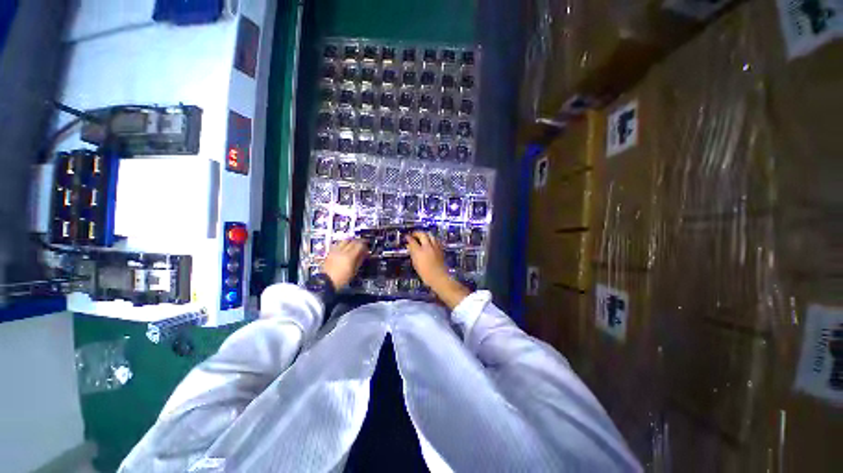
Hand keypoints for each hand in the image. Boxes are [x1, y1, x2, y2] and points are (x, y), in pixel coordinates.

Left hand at [321, 239, 368, 288]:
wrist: (326, 282)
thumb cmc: (342, 279)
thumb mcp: (354, 271)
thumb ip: (360, 260)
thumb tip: (365, 253)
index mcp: (349, 256)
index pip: (359, 245)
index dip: (364, 245)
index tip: (367, 248)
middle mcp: (341, 251)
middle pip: (352, 241)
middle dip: (358, 242)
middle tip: (362, 246)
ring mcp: (335, 251)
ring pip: (344, 240)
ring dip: (350, 241)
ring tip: (353, 246)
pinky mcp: (330, 252)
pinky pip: (338, 244)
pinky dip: (343, 244)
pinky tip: (345, 248)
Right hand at [406, 232, 468, 309]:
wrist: (439, 277)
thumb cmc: (425, 274)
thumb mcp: (415, 264)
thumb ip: (412, 254)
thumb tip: (410, 247)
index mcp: (419, 251)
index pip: (412, 241)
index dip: (408, 238)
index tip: (406, 237)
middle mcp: (427, 247)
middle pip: (422, 234)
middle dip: (417, 233)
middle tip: (414, 235)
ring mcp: (435, 247)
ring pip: (430, 235)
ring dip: (425, 234)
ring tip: (422, 237)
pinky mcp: (440, 249)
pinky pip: (435, 240)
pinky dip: (431, 239)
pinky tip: (430, 242)